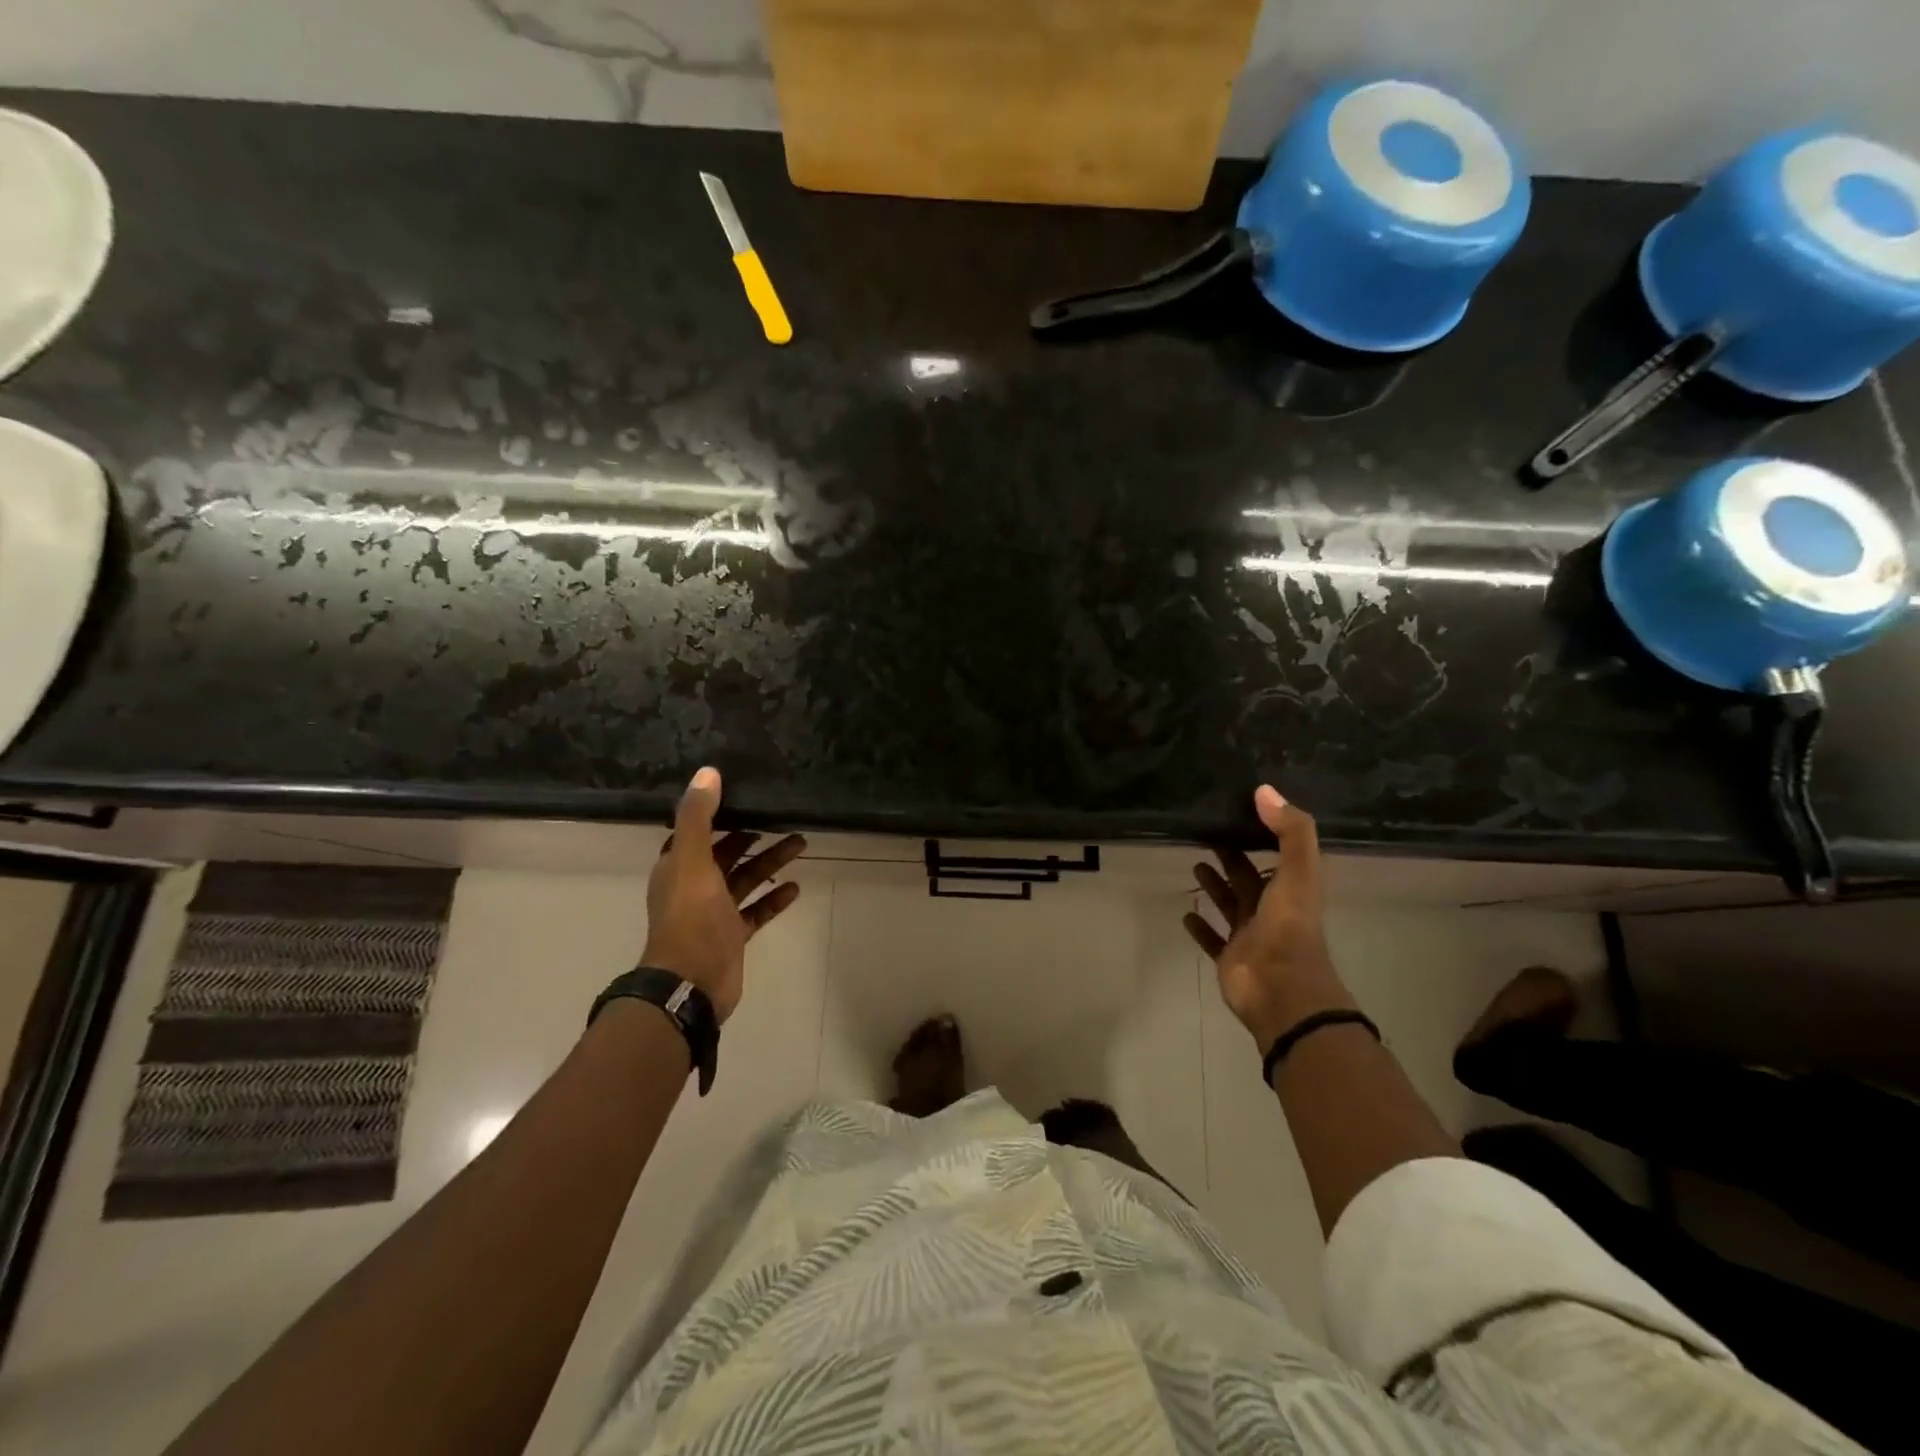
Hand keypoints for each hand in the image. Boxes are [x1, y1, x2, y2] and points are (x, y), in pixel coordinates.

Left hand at [641, 767, 805, 1022]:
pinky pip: (757, 909)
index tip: (745, 794)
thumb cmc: (690, 918)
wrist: (692, 982)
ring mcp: (715, 912)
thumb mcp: (693, 861)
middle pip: (726, 852)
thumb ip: (698, 817)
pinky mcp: (733, 934)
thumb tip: (708, 772)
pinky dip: (774, 897)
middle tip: (782, 816)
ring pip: (746, 878)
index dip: (717, 813)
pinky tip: (796, 886)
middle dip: (752, 835)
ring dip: (770, 861)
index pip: (696, 831)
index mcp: (678, 866)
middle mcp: (694, 885)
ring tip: (801, 843)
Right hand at [1182, 785, 1349, 1051]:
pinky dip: (1200, 926)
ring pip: (1230, 904)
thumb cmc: (1289, 927)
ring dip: (1215, 886)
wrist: (1281, 990)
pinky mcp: (1229, 956)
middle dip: (1233, 857)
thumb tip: (1264, 790)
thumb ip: (1290, 831)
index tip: (1239, 811)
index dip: (1264, 834)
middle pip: (1249, 877)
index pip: (1278, 854)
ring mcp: (1249, 934)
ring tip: (1195, 864)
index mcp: (1292, 888)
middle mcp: (1271, 909)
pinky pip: (1213, 938)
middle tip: (1207, 834)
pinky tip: (1185, 913)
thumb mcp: (1298, 872)